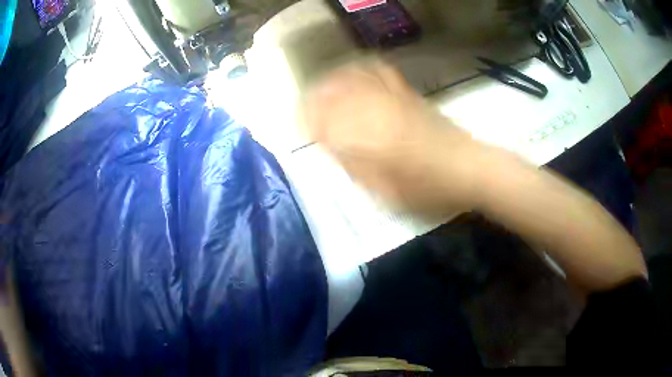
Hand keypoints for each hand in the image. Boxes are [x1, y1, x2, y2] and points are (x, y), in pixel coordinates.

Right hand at [302, 59, 487, 213]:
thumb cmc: (425, 188)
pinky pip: (378, 71)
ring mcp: (391, 95)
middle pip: (332, 91)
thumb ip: (352, 165)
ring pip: (352, 76)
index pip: (322, 118)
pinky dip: (360, 69)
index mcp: (365, 134)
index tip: (302, 130)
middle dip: (314, 98)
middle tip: (307, 112)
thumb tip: (330, 145)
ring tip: (323, 91)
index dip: (307, 121)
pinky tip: (354, 74)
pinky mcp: (406, 92)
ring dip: (332, 81)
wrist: (466, 168)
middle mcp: (374, 107)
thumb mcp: (383, 190)